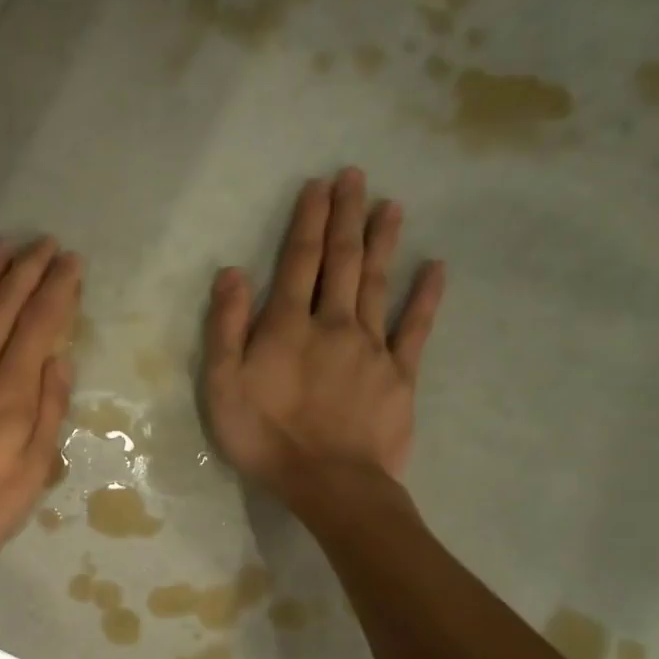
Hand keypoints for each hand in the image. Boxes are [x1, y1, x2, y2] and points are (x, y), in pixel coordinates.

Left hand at [0, 238, 79, 560]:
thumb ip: (48, 411)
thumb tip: (60, 361)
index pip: (38, 325)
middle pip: (2, 305)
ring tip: (3, 247)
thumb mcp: (31, 472)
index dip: (57, 288)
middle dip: (26, 269)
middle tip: (44, 243)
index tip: (71, 262)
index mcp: (10, 391)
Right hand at [203, 167, 443, 500]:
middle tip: (355, 176)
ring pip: (377, 283)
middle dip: (346, 217)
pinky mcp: (400, 374)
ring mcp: (372, 347)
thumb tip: (232, 273)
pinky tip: (435, 268)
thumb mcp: (223, 386)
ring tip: (391, 205)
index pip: (299, 261)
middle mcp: (333, 323)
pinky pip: (416, 328)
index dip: (308, 222)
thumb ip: (227, 328)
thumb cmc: (265, 437)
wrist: (330, 483)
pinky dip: (426, 296)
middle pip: (341, 262)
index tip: (319, 186)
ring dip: (382, 242)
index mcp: (287, 326)